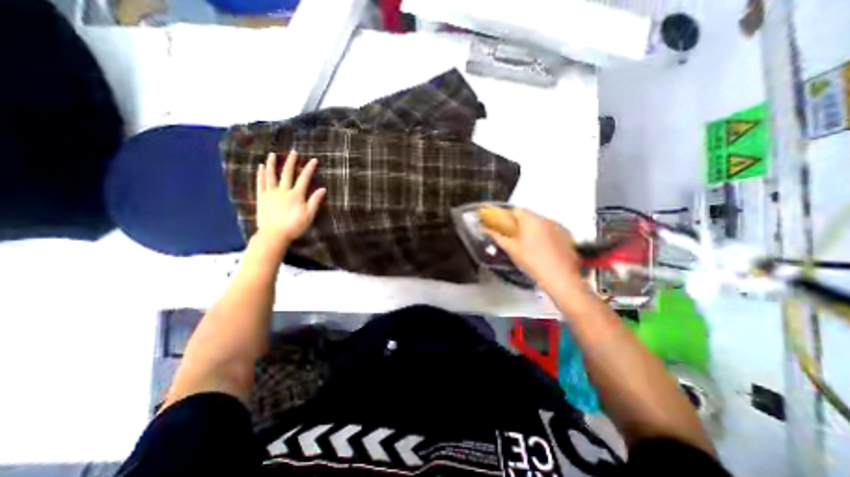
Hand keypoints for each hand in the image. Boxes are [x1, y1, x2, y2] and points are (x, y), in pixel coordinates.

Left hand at [252, 151, 325, 248]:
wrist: (274, 235)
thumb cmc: (294, 226)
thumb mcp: (309, 215)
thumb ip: (315, 201)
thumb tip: (323, 189)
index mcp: (296, 195)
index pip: (304, 178)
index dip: (309, 168)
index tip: (313, 160)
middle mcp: (283, 190)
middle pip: (287, 173)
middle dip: (291, 161)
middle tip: (293, 152)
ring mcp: (270, 193)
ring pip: (271, 175)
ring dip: (272, 164)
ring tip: (272, 154)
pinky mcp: (261, 197)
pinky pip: (260, 183)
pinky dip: (260, 174)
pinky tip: (260, 167)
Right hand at [485, 208, 584, 289]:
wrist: (560, 278)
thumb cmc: (533, 262)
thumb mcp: (511, 249)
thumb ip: (497, 236)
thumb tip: (486, 230)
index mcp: (531, 220)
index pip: (516, 210)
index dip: (506, 217)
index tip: (501, 225)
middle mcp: (546, 220)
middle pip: (528, 216)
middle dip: (518, 224)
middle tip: (512, 237)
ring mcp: (559, 227)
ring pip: (540, 224)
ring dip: (531, 230)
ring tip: (526, 245)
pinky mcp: (566, 236)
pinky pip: (550, 231)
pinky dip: (543, 236)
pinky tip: (540, 250)